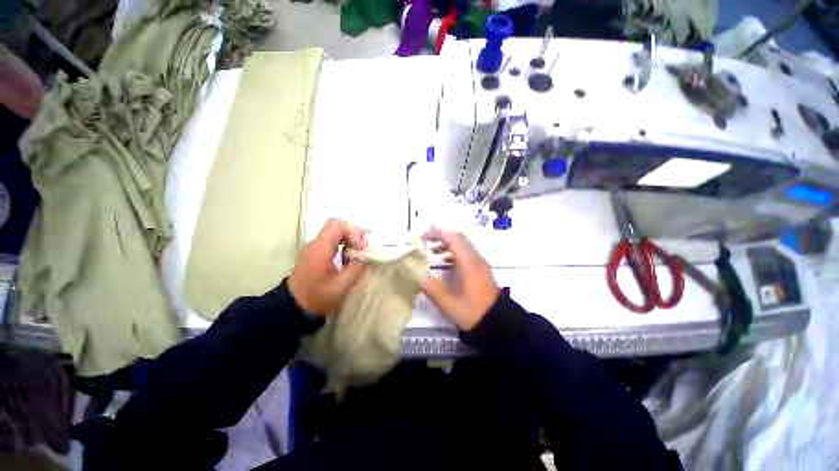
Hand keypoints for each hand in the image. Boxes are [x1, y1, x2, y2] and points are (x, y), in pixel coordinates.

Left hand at [288, 219, 367, 316]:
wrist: (293, 308)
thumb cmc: (317, 297)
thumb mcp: (342, 285)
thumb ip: (357, 267)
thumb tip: (369, 255)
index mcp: (320, 249)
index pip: (336, 225)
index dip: (353, 231)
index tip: (362, 246)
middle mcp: (315, 244)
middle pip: (337, 227)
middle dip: (354, 234)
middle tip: (365, 247)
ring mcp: (314, 248)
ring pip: (335, 233)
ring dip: (350, 240)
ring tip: (360, 253)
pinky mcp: (315, 254)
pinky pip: (332, 242)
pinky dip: (344, 245)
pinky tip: (350, 258)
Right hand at [422, 227, 499, 329]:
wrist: (497, 322)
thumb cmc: (472, 312)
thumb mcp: (447, 303)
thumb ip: (430, 288)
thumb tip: (417, 275)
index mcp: (468, 264)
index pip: (453, 239)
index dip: (437, 234)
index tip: (424, 237)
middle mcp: (476, 259)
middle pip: (459, 238)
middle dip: (442, 235)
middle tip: (427, 239)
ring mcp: (481, 263)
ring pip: (464, 244)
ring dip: (448, 243)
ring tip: (433, 251)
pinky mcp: (482, 269)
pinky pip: (467, 253)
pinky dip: (455, 251)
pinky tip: (445, 262)